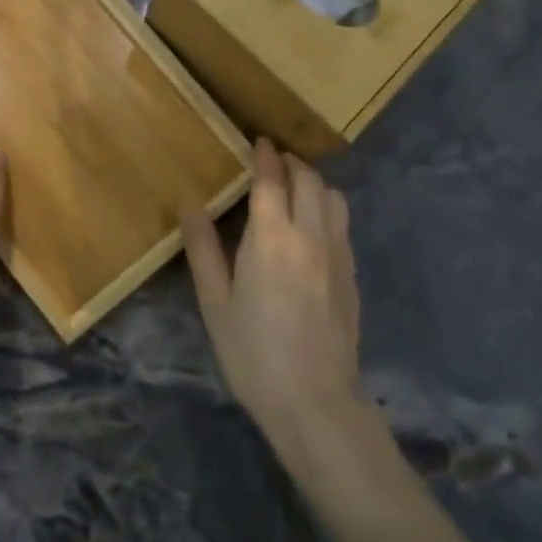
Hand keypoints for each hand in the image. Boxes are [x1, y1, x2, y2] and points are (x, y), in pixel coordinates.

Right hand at [180, 139, 361, 442]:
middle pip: (308, 180)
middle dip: (291, 163)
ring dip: (314, 182)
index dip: (265, 155)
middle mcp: (310, 235)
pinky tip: (313, 225)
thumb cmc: (253, 352)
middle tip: (273, 161)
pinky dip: (328, 207)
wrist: (315, 401)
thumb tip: (189, 203)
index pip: (272, 180)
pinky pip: (342, 223)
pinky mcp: (351, 274)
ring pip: (334, 197)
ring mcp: (337, 254)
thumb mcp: (215, 302)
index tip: (258, 140)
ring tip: (295, 187)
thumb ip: (203, 248)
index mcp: (272, 238)